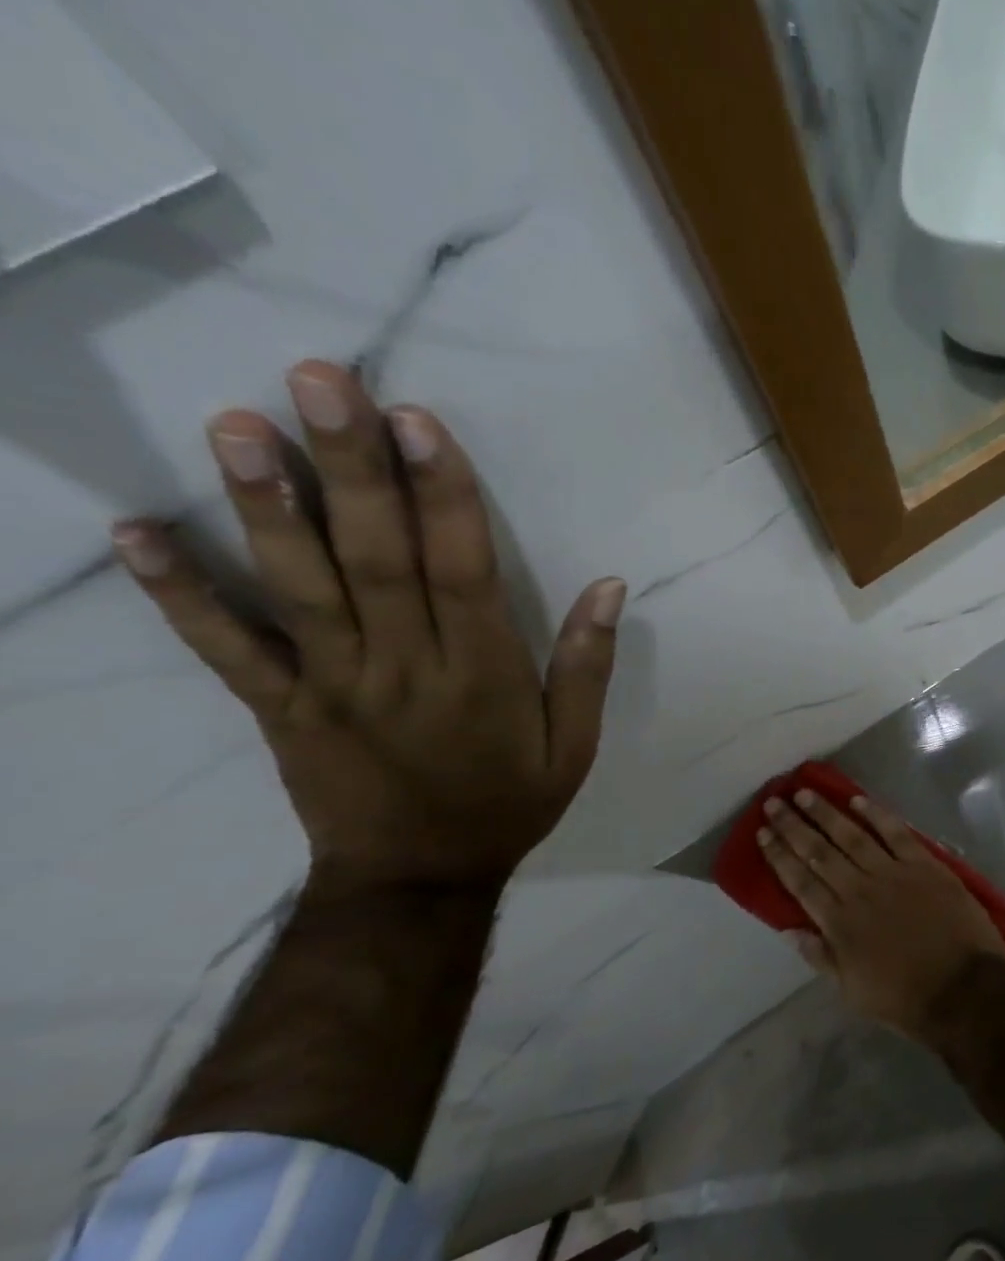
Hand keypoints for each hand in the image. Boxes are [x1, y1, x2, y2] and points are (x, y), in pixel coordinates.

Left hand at [112, 361, 623, 895]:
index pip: (462, 571)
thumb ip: (587, 666)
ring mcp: (331, 685)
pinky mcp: (279, 708)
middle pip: (376, 559)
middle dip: (352, 469)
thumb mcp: (575, 746)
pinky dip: (179, 593)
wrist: (418, 878)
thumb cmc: (508, 802)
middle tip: (319, 382)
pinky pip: (224, 650)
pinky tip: (137, 532)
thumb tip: (611, 586)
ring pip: (299, 588)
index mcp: (482, 675)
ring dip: (267, 507)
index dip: (443, 495)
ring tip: (239, 425)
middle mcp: (404, 668)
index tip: (418, 422)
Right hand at [759, 789, 1004, 1039]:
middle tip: (774, 802)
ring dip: (826, 813)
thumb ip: (821, 956)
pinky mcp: (925, 864)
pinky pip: (896, 833)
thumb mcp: (852, 991)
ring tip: (805, 793)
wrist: (963, 988)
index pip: (800, 882)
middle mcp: (859, 890)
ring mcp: (893, 873)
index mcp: (839, 923)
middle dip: (794, 826)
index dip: (779, 856)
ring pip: (852, 835)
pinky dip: (877, 814)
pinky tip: (857, 799)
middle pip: (819, 852)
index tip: (763, 833)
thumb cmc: (905, 998)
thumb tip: (789, 929)